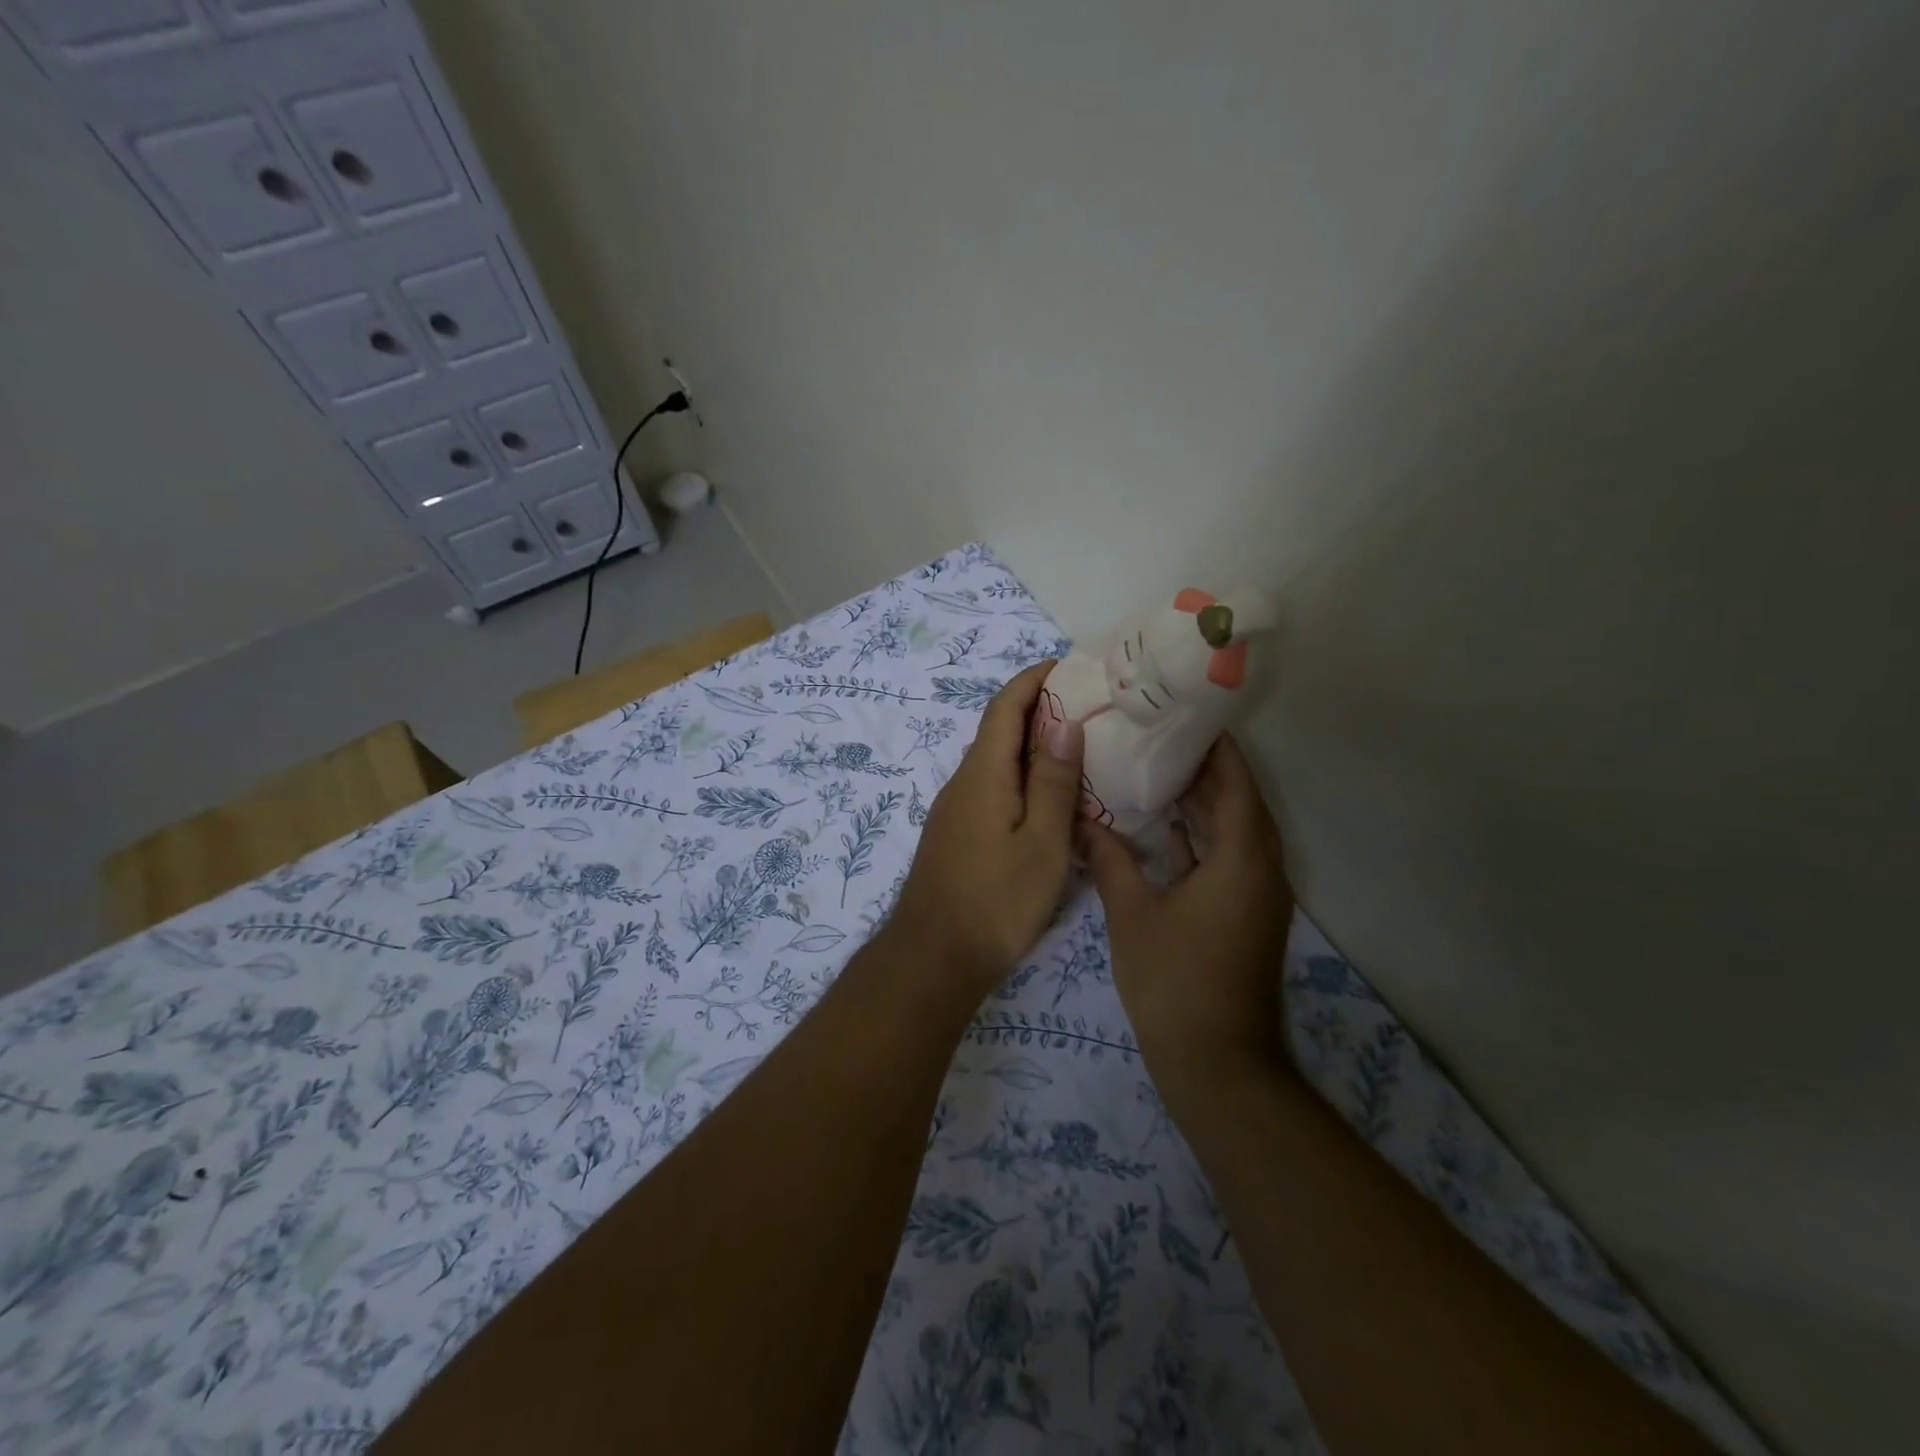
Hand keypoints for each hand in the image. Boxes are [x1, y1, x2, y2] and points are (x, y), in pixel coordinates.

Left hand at [889, 662, 1086, 988]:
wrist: (934, 957)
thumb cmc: (997, 900)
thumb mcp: (1042, 841)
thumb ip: (1053, 781)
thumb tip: (1064, 721)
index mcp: (983, 773)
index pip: (1005, 706)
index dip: (1033, 680)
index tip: (1068, 666)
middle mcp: (963, 781)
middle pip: (998, 730)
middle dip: (1038, 709)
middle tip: (1088, 707)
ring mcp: (955, 809)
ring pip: (995, 761)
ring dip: (1031, 745)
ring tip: (1078, 747)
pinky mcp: (956, 834)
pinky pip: (991, 787)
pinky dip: (1020, 776)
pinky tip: (1047, 796)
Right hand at [1082, 734, 1294, 1086]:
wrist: (1217, 1064)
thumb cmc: (1174, 981)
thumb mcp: (1133, 914)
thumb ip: (1109, 860)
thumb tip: (1082, 821)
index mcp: (1242, 859)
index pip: (1237, 783)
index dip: (1217, 748)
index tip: (1186, 717)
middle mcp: (1261, 870)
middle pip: (1241, 803)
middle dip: (1208, 770)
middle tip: (1162, 737)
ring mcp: (1258, 897)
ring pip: (1236, 833)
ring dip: (1206, 803)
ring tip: (1160, 771)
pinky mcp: (1246, 917)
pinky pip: (1230, 860)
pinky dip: (1203, 838)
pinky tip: (1166, 830)